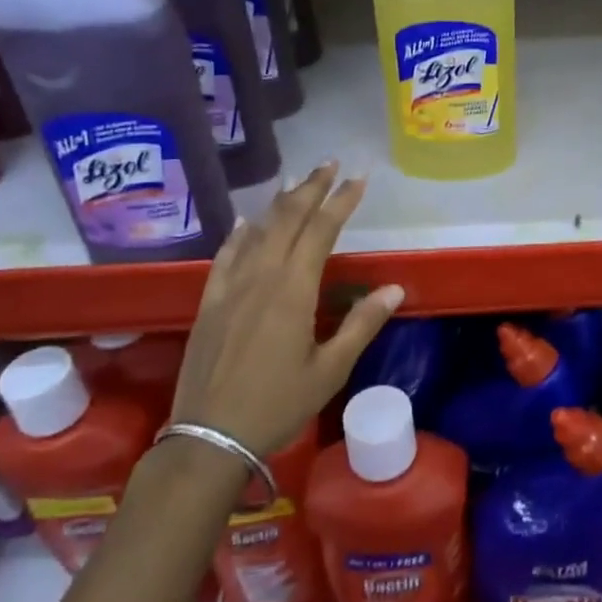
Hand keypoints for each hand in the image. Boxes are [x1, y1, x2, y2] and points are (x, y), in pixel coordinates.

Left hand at [169, 162, 402, 457]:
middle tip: (329, 164)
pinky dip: (240, 233)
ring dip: (280, 203)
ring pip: (257, 231)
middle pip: (287, 219)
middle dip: (311, 188)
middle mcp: (260, 277)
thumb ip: (362, 324)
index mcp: (293, 290)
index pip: (321, 230)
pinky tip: (246, 222)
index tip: (359, 178)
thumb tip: (394, 288)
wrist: (208, 437)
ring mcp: (230, 287)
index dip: (341, 201)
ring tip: (297, 182)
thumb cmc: (277, 404)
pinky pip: (225, 255)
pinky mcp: (209, 302)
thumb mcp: (330, 370)